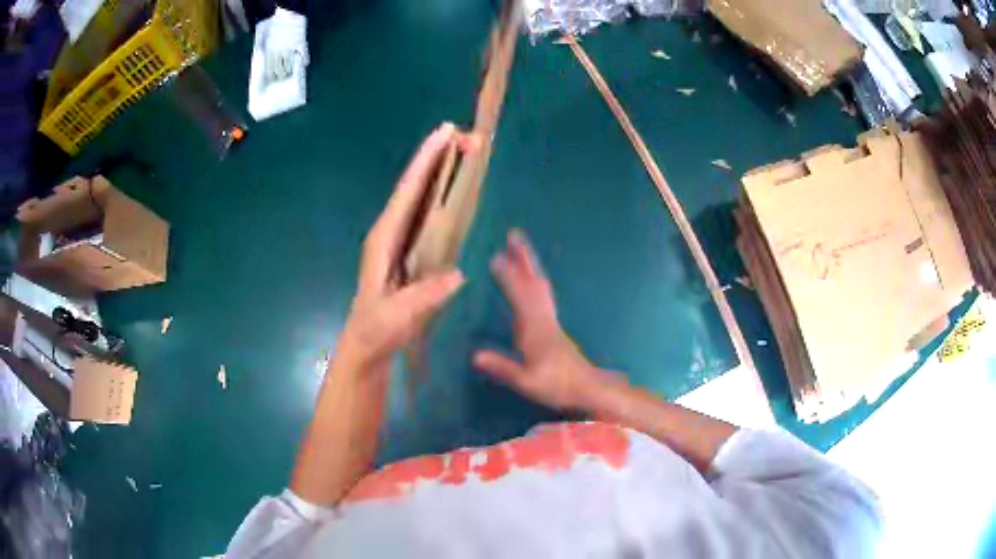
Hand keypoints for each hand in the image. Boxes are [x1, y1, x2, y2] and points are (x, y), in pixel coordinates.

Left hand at [338, 123, 475, 370]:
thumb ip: (423, 297)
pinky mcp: (407, 247)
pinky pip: (425, 212)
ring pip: (419, 195)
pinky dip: (440, 193)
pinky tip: (455, 187)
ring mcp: (398, 238)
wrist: (367, 345)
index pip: (408, 191)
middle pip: (414, 185)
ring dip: (439, 171)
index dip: (425, 161)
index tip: (445, 133)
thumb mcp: (397, 317)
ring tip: (463, 150)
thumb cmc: (378, 330)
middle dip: (436, 157)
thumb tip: (458, 274)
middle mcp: (390, 230)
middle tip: (462, 133)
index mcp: (384, 238)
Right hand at [473, 230, 605, 409]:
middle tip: (514, 234)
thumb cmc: (557, 385)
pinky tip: (532, 281)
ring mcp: (550, 321)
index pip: (519, 296)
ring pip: (540, 286)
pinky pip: (543, 295)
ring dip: (530, 265)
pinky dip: (535, 280)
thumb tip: (474, 355)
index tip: (496, 256)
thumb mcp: (527, 382)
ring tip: (520, 250)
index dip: (508, 276)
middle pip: (533, 281)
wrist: (586, 388)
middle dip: (523, 258)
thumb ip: (503, 368)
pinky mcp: (552, 327)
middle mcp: (543, 319)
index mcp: (534, 329)